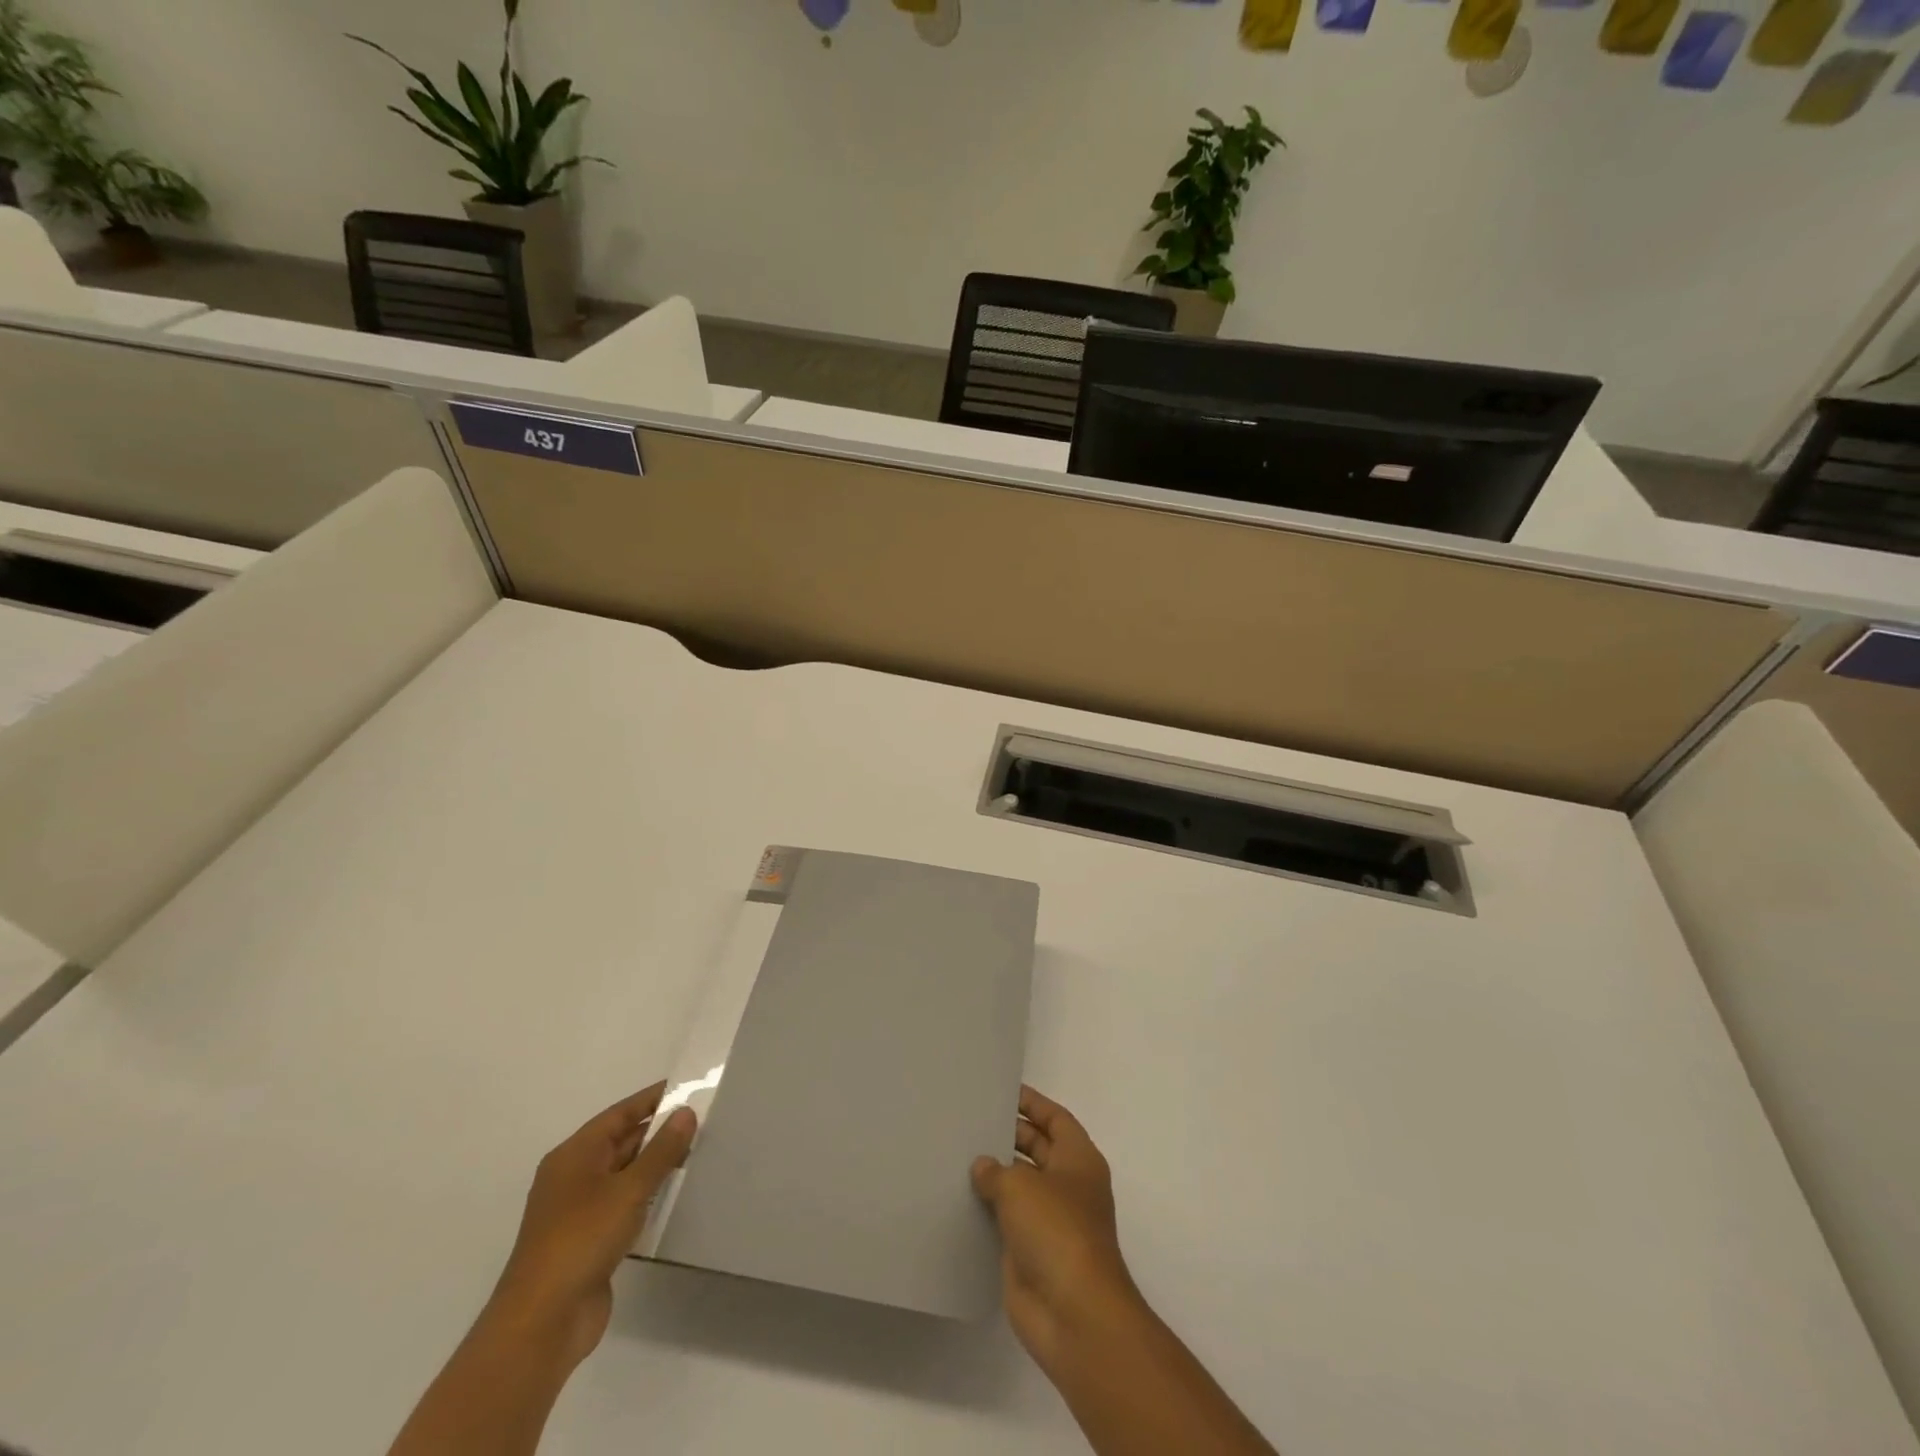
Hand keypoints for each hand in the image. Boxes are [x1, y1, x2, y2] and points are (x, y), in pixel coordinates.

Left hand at [489, 1083, 696, 1369]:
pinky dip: (648, 1196)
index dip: (653, 1099)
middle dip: (659, 1132)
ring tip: (698, 1153)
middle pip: (622, 1142)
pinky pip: (624, 1204)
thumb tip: (686, 1112)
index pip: (619, 1114)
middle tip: (703, 1121)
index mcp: (574, 1155)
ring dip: (656, 1165)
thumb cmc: (581, 1240)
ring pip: (624, 1174)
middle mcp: (574, 1177)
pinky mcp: (589, 1241)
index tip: (688, 1087)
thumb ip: (661, 1151)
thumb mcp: (628, 1190)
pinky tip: (675, 1195)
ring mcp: (580, 1211)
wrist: (542, 1324)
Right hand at [971, 1085, 1142, 1371]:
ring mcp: (1051, 1222)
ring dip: (995, 1174)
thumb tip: (983, 1166)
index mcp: (1078, 1160)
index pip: (1055, 1119)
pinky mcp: (1031, 1253)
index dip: (1032, 1103)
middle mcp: (1068, 1186)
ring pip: (1020, 1186)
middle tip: (971, 1120)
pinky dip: (987, 1210)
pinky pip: (1007, 1221)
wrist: (1073, 1314)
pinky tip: (958, 1198)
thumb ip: (996, 1170)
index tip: (1002, 1091)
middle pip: (1037, 1149)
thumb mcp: (1020, 1187)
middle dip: (1009, 1135)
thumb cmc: (1056, 1232)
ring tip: (956, 1153)